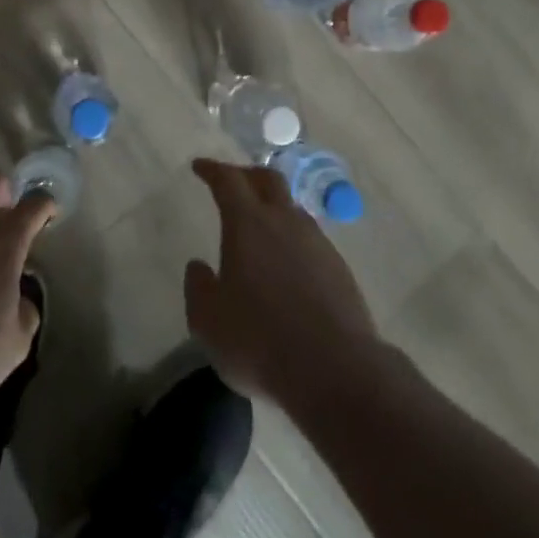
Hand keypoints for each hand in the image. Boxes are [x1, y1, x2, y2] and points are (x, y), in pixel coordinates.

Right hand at [184, 158, 377, 404]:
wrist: (335, 370)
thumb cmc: (259, 340)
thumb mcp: (208, 321)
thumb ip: (198, 288)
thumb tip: (199, 266)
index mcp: (248, 223)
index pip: (228, 180)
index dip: (212, 170)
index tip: (200, 167)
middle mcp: (284, 221)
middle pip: (268, 180)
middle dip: (247, 175)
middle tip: (234, 183)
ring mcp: (317, 243)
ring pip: (293, 209)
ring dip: (275, 208)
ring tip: (262, 226)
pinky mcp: (340, 269)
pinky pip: (311, 239)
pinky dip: (294, 240)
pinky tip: (288, 264)